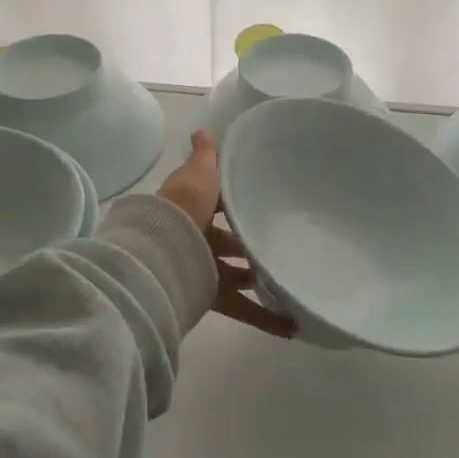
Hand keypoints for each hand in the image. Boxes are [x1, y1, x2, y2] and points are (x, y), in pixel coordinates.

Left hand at [158, 130, 295, 337]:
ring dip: (262, 278)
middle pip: (231, 240)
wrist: (163, 252)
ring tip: (294, 278)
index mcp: (194, 206)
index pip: (218, 202)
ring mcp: (204, 268)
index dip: (237, 200)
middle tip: (285, 239)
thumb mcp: (198, 174)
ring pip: (239, 274)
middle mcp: (198, 237)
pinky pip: (243, 308)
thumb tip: (203, 130)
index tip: (265, 198)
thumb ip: (206, 156)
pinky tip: (292, 326)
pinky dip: (265, 318)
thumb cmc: (186, 206)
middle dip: (252, 242)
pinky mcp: (211, 296)